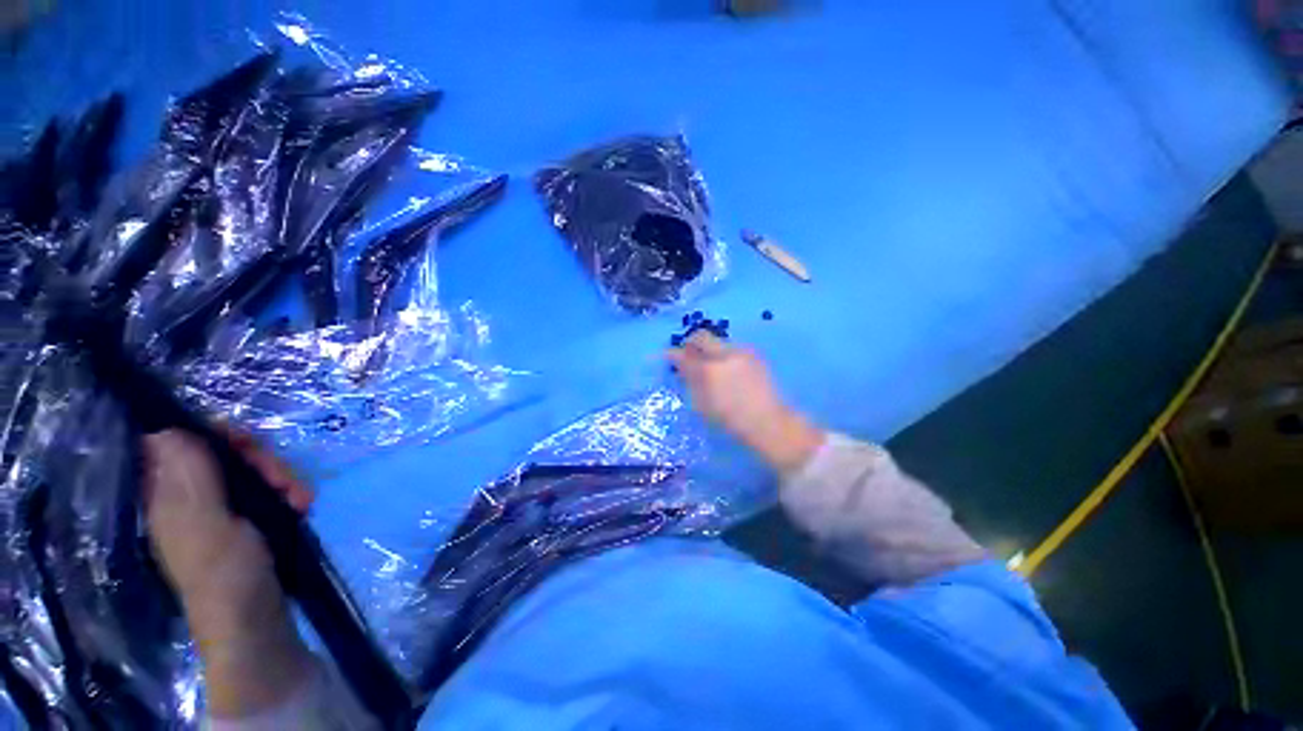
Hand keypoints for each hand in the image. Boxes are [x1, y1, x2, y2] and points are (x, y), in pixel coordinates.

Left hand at [142, 428, 315, 717]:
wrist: (257, 623)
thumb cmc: (225, 574)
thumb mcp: (206, 524)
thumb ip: (188, 479)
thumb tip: (161, 430)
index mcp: (170, 498)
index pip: (183, 444)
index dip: (216, 436)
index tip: (249, 445)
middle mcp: (192, 499)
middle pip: (226, 456)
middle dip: (262, 462)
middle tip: (284, 481)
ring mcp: (223, 512)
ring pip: (253, 473)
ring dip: (282, 479)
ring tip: (301, 500)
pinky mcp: (250, 523)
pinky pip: (270, 492)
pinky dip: (289, 494)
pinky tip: (302, 507)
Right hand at [667, 331, 823, 472]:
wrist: (768, 421)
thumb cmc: (731, 420)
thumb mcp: (703, 405)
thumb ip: (690, 381)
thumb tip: (681, 366)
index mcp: (709, 370)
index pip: (684, 354)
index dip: (673, 354)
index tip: (668, 356)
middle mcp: (725, 354)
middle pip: (702, 336)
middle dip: (691, 343)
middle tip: (688, 355)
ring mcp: (741, 352)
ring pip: (718, 342)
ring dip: (709, 349)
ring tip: (709, 365)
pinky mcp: (754, 354)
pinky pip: (731, 348)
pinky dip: (723, 354)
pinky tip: (726, 370)